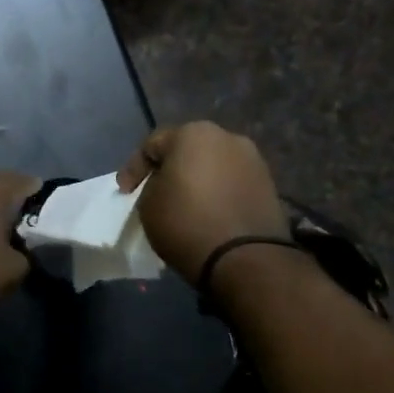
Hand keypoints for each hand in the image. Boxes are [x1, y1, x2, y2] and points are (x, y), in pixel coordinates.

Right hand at [116, 122, 289, 282]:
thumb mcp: (148, 204)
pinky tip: (207, 212)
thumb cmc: (187, 223)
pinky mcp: (269, 185)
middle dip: (169, 169)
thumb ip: (152, 185)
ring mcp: (253, 160)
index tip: (124, 192)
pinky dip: (217, 193)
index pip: (152, 145)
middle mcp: (227, 137)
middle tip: (154, 191)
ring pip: (212, 166)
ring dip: (196, 180)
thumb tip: (166, 185)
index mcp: (193, 134)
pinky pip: (231, 183)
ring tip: (184, 203)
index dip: (133, 169)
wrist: (246, 258)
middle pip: (187, 150)